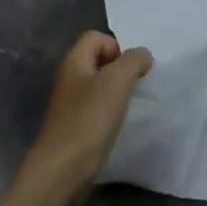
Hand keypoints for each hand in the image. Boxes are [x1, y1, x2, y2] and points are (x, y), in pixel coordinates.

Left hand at [22, 32, 152, 199]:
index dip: (117, 46)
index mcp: (74, 61)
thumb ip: (132, 61)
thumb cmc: (89, 119)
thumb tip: (143, 55)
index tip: (132, 69)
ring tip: (129, 106)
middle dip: (119, 70)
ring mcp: (70, 103)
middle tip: (135, 87)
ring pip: (98, 85)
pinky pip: (96, 108)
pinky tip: (118, 125)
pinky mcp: (74, 125)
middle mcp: (69, 77)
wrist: (63, 168)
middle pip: (98, 60)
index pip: (96, 37)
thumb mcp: (116, 82)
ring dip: (116, 92)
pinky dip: (109, 112)